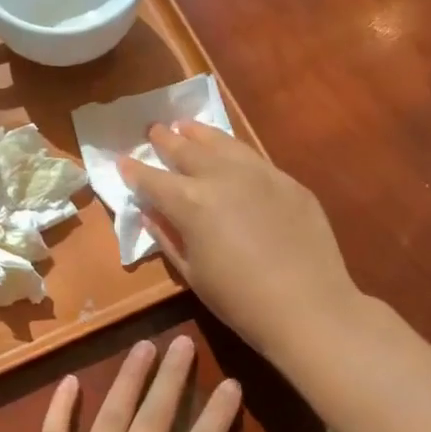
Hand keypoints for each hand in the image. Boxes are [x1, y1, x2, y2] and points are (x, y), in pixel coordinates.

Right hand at [119, 122, 355, 362]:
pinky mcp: (288, 181)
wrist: (308, 306)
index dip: (134, 171)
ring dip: (199, 133)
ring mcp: (259, 174)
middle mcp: (221, 176)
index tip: (122, 162)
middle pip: (186, 150)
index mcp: (190, 202)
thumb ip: (167, 236)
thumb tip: (149, 213)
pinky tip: (230, 153)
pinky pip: (253, 158)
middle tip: (154, 130)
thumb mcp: (192, 273)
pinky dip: (233, 150)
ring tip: (186, 126)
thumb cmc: (239, 300)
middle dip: (165, 140)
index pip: (152, 180)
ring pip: (222, 142)